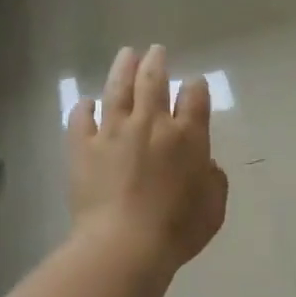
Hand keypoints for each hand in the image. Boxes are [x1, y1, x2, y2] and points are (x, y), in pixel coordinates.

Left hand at [68, 45, 228, 269]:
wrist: (124, 245)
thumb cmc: (177, 229)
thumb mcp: (213, 207)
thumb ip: (213, 179)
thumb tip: (204, 163)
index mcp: (188, 137)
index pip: (195, 98)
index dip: (196, 87)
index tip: (195, 84)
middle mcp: (151, 124)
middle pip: (153, 82)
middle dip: (157, 63)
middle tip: (156, 51)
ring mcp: (113, 132)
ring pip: (117, 89)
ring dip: (123, 69)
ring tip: (127, 54)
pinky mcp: (83, 147)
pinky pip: (81, 119)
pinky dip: (84, 108)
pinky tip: (87, 103)